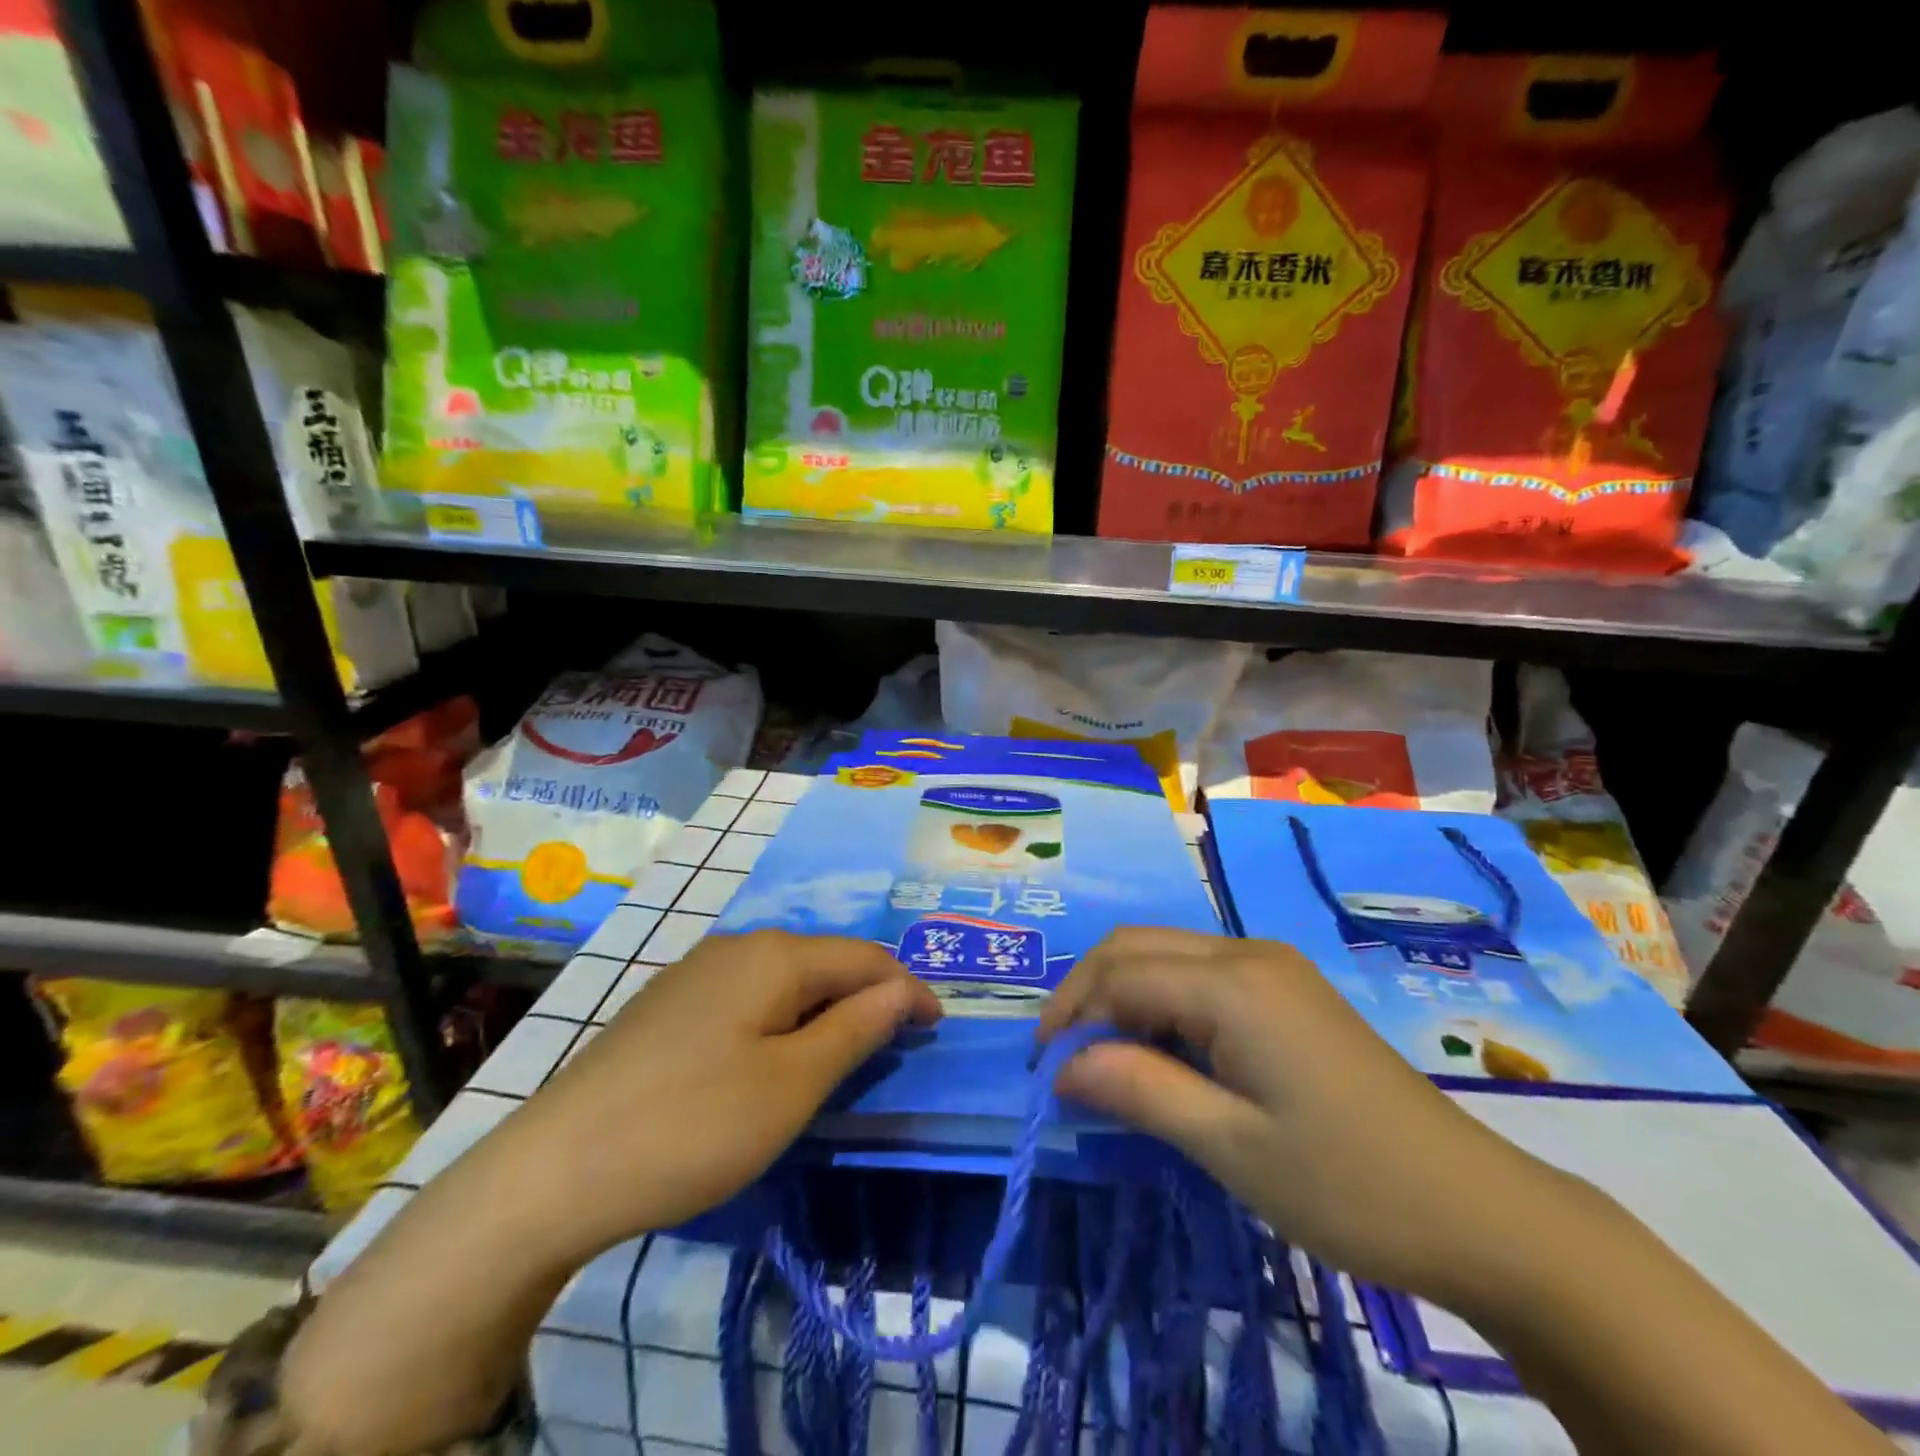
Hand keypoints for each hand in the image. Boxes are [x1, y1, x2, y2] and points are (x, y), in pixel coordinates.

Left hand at [282, 930, 937, 1455]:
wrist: (555, 1169)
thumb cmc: (694, 1125)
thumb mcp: (793, 1084)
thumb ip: (856, 1029)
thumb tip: (903, 992)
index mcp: (774, 955)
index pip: (863, 957)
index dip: (907, 988)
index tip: (937, 1026)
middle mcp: (737, 946)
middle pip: (824, 962)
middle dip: (867, 995)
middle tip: (898, 1040)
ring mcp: (695, 973)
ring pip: (785, 979)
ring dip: (825, 1008)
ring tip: (847, 1048)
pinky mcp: (668, 1005)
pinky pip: (748, 997)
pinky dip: (782, 1019)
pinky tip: (775, 1053)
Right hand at [1037, 928, 1569, 1302]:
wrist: (1479, 1211)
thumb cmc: (1349, 1186)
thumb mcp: (1231, 1148)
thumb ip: (1140, 1091)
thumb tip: (1063, 1066)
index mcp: (1233, 983)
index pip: (1119, 973)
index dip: (1071, 1015)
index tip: (1044, 1073)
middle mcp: (1247, 953)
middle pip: (1136, 946)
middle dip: (1087, 993)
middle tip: (1064, 1060)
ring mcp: (1272, 966)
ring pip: (1165, 954)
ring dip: (1122, 996)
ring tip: (1107, 1063)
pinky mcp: (1286, 989)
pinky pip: (1199, 974)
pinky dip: (1161, 1003)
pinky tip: (1164, 1054)